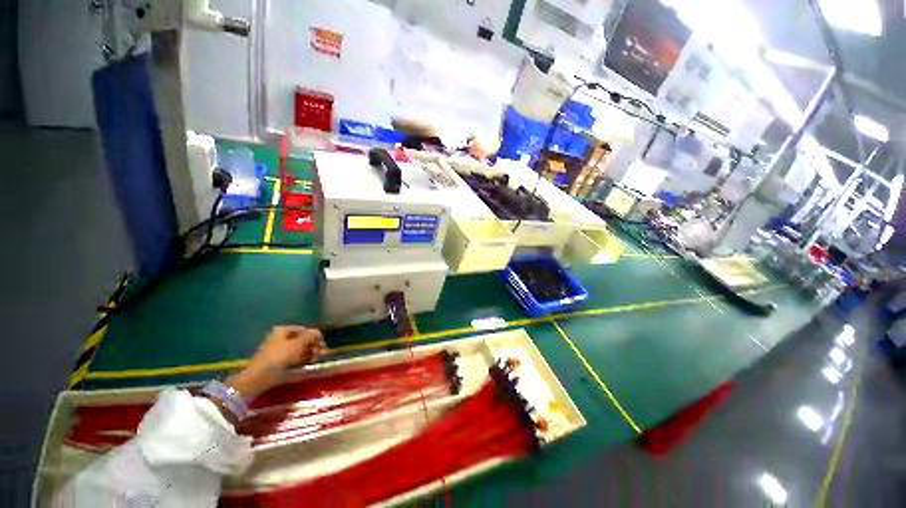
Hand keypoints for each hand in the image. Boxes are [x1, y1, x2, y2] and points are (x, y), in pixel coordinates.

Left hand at [225, 326, 326, 399]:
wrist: (258, 378)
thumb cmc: (278, 357)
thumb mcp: (297, 344)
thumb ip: (310, 336)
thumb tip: (319, 332)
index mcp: (282, 331)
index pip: (304, 330)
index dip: (315, 336)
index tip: (323, 343)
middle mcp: (281, 338)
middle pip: (302, 339)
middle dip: (314, 344)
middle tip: (323, 351)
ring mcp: (280, 350)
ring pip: (300, 349)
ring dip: (311, 352)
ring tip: (320, 357)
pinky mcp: (279, 362)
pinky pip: (295, 357)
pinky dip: (304, 358)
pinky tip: (312, 361)